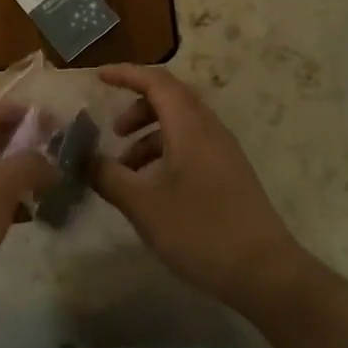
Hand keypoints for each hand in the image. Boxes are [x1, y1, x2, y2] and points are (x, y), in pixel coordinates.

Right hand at [92, 65, 309, 313]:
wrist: (265, 273)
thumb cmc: (200, 230)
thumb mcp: (142, 204)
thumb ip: (107, 176)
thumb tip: (82, 157)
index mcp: (189, 125)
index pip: (155, 81)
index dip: (125, 74)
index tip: (98, 77)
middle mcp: (209, 129)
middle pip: (169, 98)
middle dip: (136, 107)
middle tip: (113, 131)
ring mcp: (223, 151)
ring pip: (180, 124)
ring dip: (149, 135)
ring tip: (126, 169)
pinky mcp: (229, 173)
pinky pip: (191, 145)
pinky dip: (165, 152)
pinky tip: (152, 187)